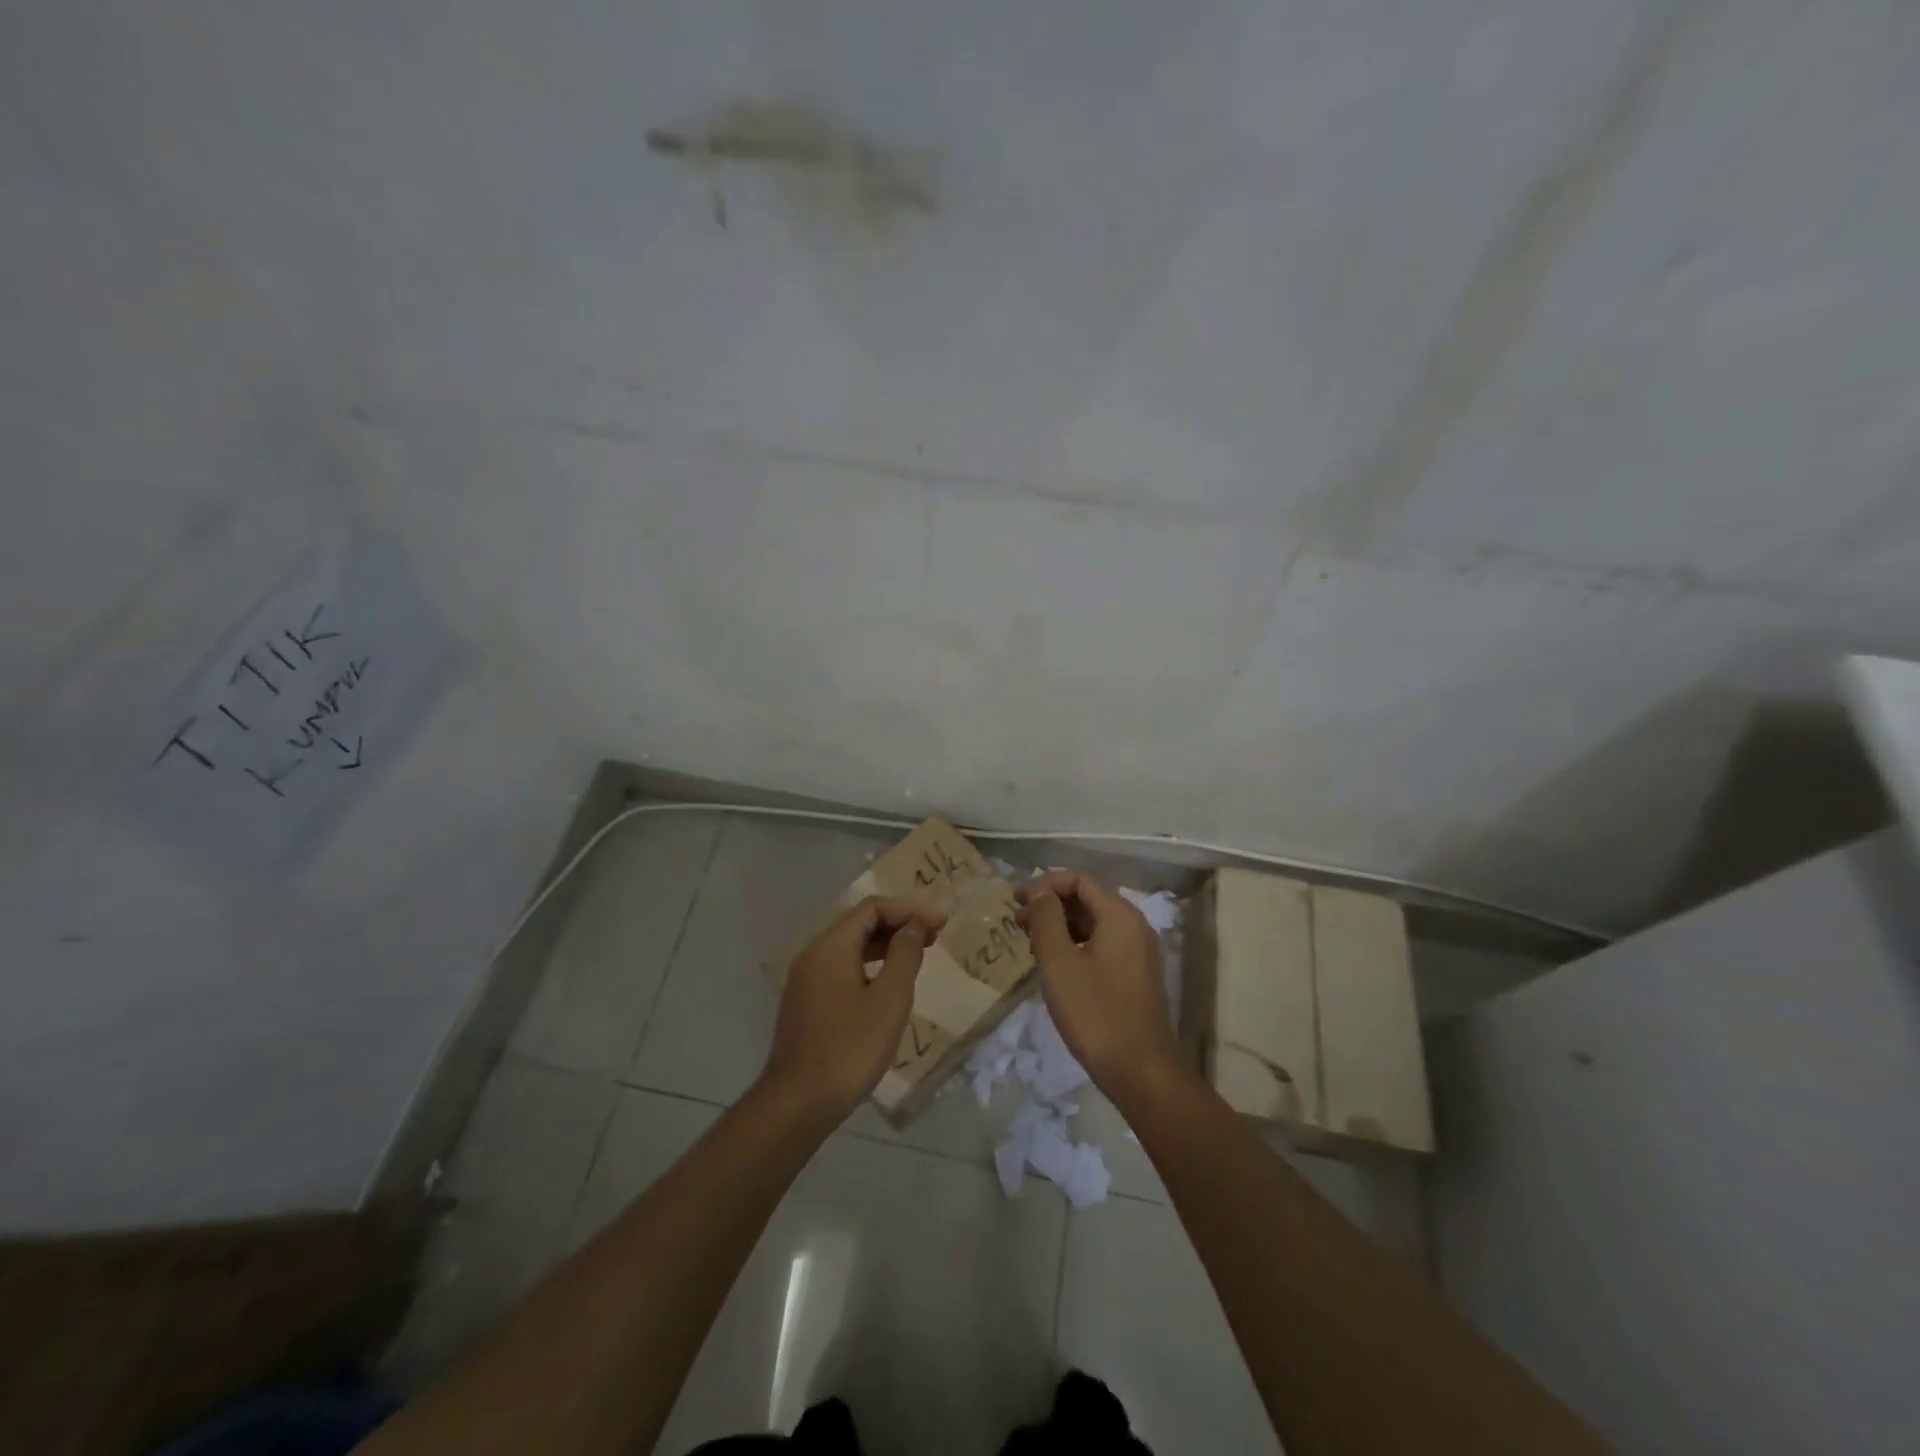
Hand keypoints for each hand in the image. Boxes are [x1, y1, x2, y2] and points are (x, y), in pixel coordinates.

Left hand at [763, 896, 946, 1123]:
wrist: (798, 1103)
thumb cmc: (850, 1047)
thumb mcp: (889, 999)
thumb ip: (904, 955)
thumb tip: (913, 926)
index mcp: (830, 946)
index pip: (872, 908)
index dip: (909, 909)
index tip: (940, 922)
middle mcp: (813, 954)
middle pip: (859, 923)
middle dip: (898, 923)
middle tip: (935, 935)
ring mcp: (806, 980)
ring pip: (850, 947)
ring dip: (885, 944)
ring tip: (918, 954)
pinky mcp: (807, 1003)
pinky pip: (842, 968)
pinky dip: (870, 964)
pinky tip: (888, 983)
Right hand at [1017, 871, 1180, 1099]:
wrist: (1141, 1072)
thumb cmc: (1095, 1012)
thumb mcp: (1059, 963)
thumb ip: (1046, 919)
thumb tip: (1038, 891)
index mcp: (1120, 916)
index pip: (1080, 880)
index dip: (1045, 884)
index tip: (1016, 900)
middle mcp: (1135, 927)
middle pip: (1089, 899)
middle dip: (1052, 905)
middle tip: (1018, 922)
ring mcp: (1139, 953)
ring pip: (1095, 924)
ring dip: (1062, 926)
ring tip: (1031, 943)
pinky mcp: (1136, 976)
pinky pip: (1103, 945)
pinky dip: (1076, 945)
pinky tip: (1056, 966)